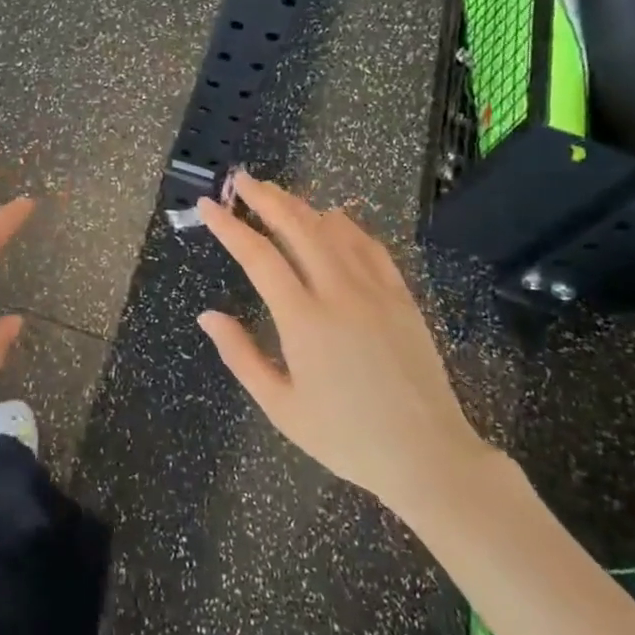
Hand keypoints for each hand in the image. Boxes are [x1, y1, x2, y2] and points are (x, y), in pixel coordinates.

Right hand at [196, 172, 492, 514]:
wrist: (426, 454)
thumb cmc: (345, 437)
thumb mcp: (281, 406)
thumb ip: (241, 355)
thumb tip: (207, 315)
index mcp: (303, 320)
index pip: (258, 257)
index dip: (230, 226)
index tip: (208, 205)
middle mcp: (338, 293)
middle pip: (297, 227)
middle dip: (265, 198)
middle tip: (241, 180)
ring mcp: (375, 290)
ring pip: (333, 230)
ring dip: (301, 205)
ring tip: (276, 192)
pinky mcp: (401, 296)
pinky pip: (370, 246)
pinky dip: (346, 225)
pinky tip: (332, 217)